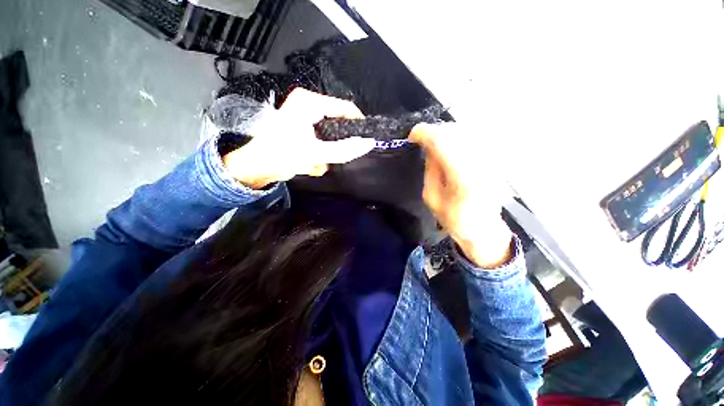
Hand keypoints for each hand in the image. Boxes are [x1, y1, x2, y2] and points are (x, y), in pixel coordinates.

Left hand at [222, 88, 375, 188]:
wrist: (257, 167)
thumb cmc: (280, 155)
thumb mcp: (316, 154)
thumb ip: (344, 150)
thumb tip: (367, 144)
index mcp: (310, 102)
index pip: (345, 107)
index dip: (358, 124)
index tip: (365, 141)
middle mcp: (308, 105)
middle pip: (338, 122)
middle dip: (337, 143)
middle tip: (334, 157)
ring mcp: (305, 117)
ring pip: (331, 134)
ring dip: (327, 151)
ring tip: (318, 161)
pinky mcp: (303, 128)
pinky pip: (323, 140)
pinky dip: (321, 152)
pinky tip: (311, 161)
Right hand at [409, 123, 513, 267]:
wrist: (483, 229)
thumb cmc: (453, 218)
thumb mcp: (431, 197)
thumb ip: (430, 169)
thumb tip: (429, 147)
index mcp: (462, 177)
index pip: (442, 141)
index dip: (424, 133)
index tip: (412, 136)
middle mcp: (480, 163)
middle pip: (455, 131)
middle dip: (434, 132)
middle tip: (422, 141)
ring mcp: (491, 159)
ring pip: (465, 130)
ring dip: (446, 133)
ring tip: (435, 143)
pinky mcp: (495, 158)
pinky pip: (474, 137)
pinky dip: (458, 137)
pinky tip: (450, 147)